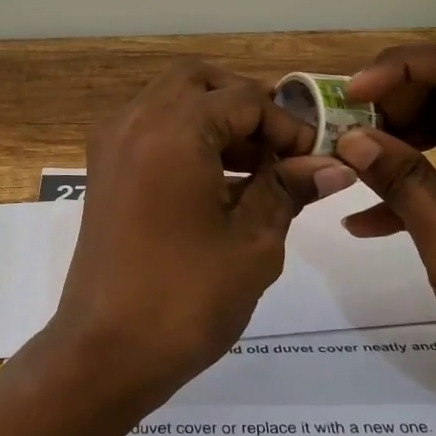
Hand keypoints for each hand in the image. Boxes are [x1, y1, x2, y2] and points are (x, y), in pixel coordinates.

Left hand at [51, 60, 356, 405]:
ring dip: (216, 121)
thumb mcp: (254, 241)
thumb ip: (289, 188)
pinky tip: (222, 183)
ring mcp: (112, 145)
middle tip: (282, 147)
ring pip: (171, 102)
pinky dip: (187, 139)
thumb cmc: (187, 298)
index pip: (244, 98)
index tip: (316, 159)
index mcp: (172, 127)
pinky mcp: (103, 172)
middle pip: (199, 82)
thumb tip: (332, 165)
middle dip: (246, 104)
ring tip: (261, 169)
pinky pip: (151, 131)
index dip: (288, 124)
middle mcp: (134, 120)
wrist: (104, 353)